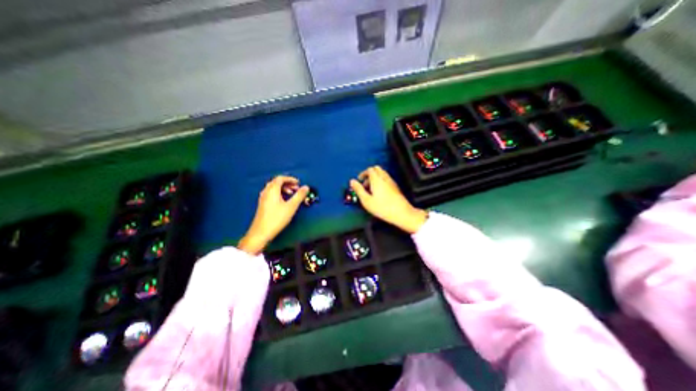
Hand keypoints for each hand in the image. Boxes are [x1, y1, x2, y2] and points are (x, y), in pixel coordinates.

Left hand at [239, 175, 308, 253]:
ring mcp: (263, 198)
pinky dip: (279, 193)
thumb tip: (306, 187)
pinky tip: (284, 201)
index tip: (298, 183)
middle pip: (276, 182)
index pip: (281, 178)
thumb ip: (299, 196)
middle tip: (296, 188)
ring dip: (283, 188)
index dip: (290, 179)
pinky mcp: (262, 204)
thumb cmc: (276, 219)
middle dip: (287, 183)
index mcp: (272, 190)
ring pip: (273, 188)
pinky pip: (271, 193)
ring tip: (291, 194)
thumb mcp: (291, 206)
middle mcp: (266, 192)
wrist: (261, 232)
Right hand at [351, 165, 427, 233]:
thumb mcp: (366, 200)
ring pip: (382, 173)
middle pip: (376, 169)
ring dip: (375, 178)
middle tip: (365, 184)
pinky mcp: (395, 186)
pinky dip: (381, 181)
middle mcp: (384, 178)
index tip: (359, 181)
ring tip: (371, 190)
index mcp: (377, 179)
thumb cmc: (382, 208)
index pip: (369, 169)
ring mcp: (391, 181)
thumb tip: (352, 181)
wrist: (401, 213)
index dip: (363, 173)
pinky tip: (379, 192)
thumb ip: (358, 190)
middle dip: (369, 174)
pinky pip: (386, 178)